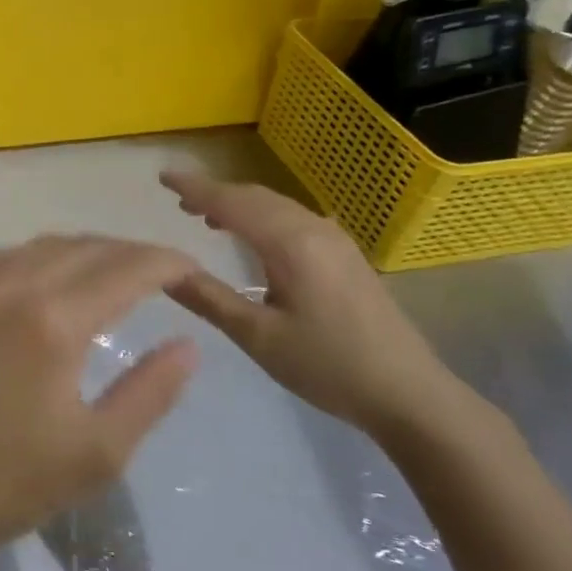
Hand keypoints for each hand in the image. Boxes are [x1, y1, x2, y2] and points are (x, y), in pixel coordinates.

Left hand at [0, 236, 201, 554]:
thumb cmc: (7, 482)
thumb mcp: (97, 453)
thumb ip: (150, 393)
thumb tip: (188, 345)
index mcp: (54, 322)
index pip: (126, 269)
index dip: (166, 263)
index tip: (192, 270)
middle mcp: (12, 287)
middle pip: (86, 248)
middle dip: (131, 253)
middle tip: (160, 274)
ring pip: (43, 246)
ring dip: (87, 250)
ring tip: (112, 272)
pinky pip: (5, 258)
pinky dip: (41, 258)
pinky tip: (49, 279)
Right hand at [160, 170, 470, 439]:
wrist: (409, 394)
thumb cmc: (328, 366)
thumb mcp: (258, 337)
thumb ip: (209, 299)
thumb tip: (165, 270)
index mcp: (291, 244)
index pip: (232, 203)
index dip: (195, 188)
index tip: (162, 177)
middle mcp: (314, 229)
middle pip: (255, 197)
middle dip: (215, 193)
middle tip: (178, 200)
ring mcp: (335, 240)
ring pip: (276, 206)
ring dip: (239, 205)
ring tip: (206, 216)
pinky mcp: (345, 255)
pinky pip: (293, 219)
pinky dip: (262, 217)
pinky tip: (252, 237)